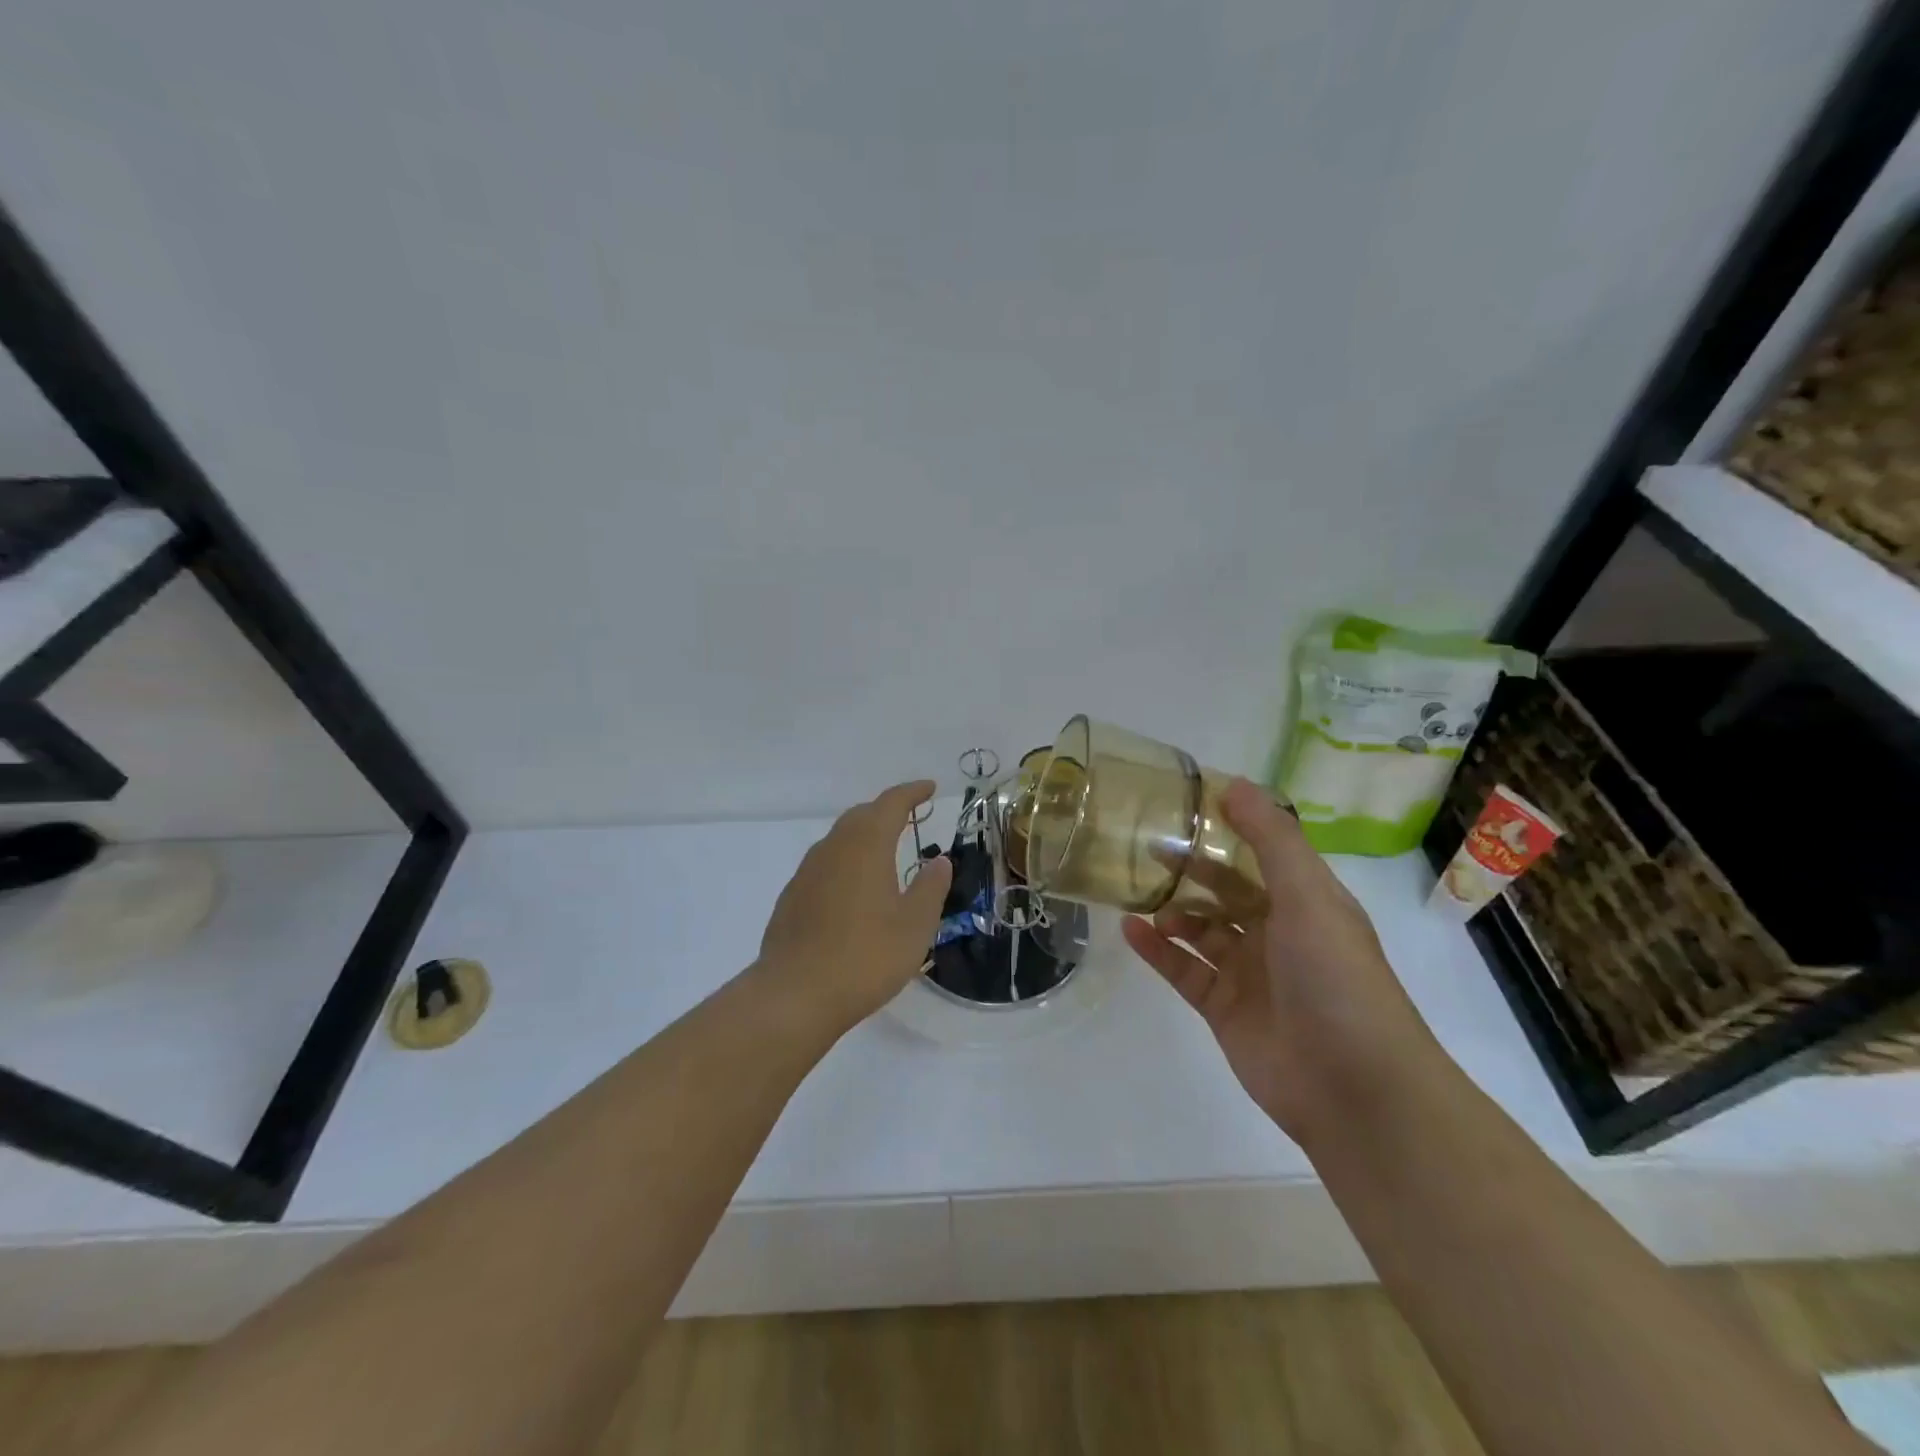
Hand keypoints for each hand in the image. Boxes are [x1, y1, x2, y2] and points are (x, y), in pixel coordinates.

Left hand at [757, 781, 953, 1032]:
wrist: (794, 995)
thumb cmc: (865, 956)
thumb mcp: (914, 925)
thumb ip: (931, 888)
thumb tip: (939, 860)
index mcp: (866, 846)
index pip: (891, 803)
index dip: (912, 792)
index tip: (930, 788)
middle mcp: (833, 848)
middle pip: (861, 816)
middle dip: (886, 811)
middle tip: (909, 817)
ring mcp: (807, 872)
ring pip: (840, 839)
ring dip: (864, 836)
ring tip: (885, 852)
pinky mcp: (792, 897)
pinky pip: (825, 864)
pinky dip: (846, 862)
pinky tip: (854, 889)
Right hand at [1121, 778, 1443, 1142]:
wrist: (1354, 1087)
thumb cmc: (1336, 977)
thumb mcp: (1309, 895)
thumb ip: (1271, 839)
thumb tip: (1234, 784)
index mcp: (1305, 902)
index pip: (1262, 854)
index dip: (1228, 829)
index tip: (1185, 805)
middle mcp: (1277, 933)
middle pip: (1225, 891)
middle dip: (1191, 869)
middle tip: (1148, 849)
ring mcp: (1248, 973)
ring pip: (1200, 929)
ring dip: (1172, 909)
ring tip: (1142, 896)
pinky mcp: (1222, 1008)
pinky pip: (1182, 969)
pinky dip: (1156, 949)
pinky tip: (1130, 929)